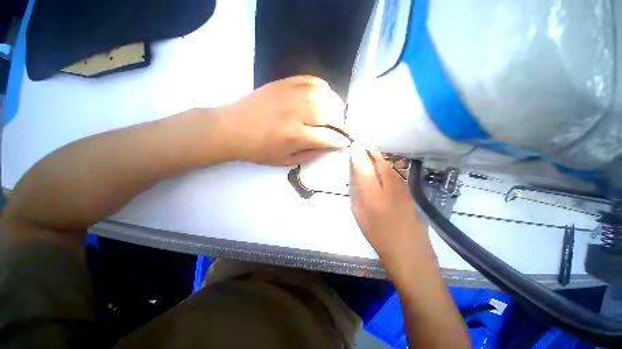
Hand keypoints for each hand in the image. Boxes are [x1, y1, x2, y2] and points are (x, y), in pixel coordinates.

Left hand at [219, 76, 350, 165]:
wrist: (231, 128)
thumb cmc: (258, 150)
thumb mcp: (284, 161)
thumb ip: (309, 155)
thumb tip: (327, 148)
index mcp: (295, 135)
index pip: (327, 137)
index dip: (339, 141)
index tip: (345, 142)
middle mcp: (296, 113)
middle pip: (329, 114)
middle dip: (341, 123)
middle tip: (344, 129)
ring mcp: (290, 95)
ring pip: (323, 95)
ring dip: (335, 105)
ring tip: (337, 113)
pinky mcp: (283, 83)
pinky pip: (310, 80)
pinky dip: (323, 87)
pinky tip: (324, 96)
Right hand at [349, 143, 434, 269]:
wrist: (408, 251)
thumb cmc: (378, 235)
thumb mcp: (359, 215)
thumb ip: (357, 193)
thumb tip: (356, 176)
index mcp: (372, 195)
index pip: (363, 167)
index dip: (358, 154)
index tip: (354, 145)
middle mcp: (389, 187)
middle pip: (379, 161)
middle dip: (370, 149)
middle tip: (363, 142)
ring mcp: (403, 188)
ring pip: (390, 164)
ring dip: (380, 154)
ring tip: (372, 148)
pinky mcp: (410, 191)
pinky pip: (398, 171)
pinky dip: (390, 163)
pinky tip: (385, 161)